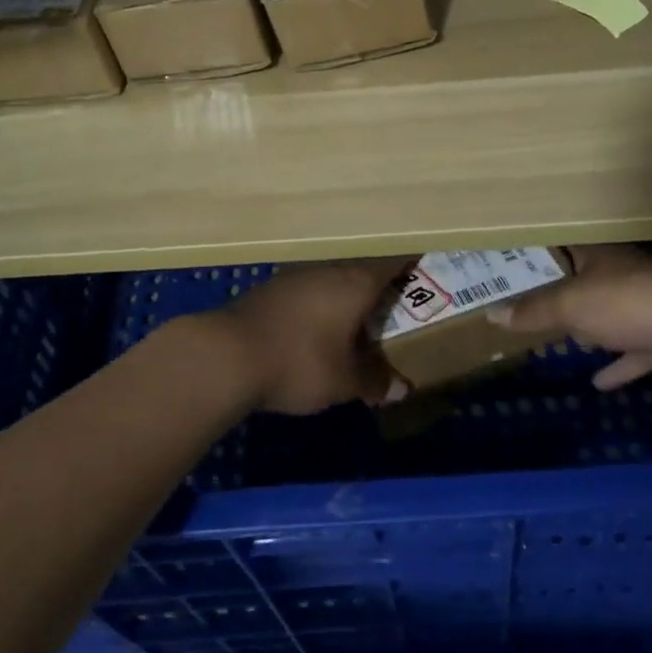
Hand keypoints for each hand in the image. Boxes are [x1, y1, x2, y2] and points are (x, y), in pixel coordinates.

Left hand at [196, 260, 411, 414]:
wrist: (226, 354)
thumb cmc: (299, 362)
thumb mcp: (344, 381)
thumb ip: (375, 382)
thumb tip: (402, 389)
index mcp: (356, 283)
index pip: (393, 263)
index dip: (411, 266)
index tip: (425, 272)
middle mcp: (329, 270)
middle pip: (363, 271)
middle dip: (379, 289)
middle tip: (395, 309)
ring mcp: (296, 276)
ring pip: (333, 280)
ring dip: (346, 298)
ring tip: (357, 323)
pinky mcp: (270, 290)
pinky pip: (308, 292)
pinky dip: (320, 306)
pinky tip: (316, 330)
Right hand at [486, 245, 651, 389]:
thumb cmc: (632, 302)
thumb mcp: (572, 305)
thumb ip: (534, 311)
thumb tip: (492, 314)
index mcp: (598, 257)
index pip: (559, 249)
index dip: (533, 257)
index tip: (506, 269)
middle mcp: (622, 275)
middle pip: (583, 283)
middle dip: (559, 297)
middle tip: (526, 310)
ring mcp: (649, 306)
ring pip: (610, 318)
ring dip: (591, 331)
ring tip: (563, 344)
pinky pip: (636, 352)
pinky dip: (620, 366)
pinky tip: (599, 384)